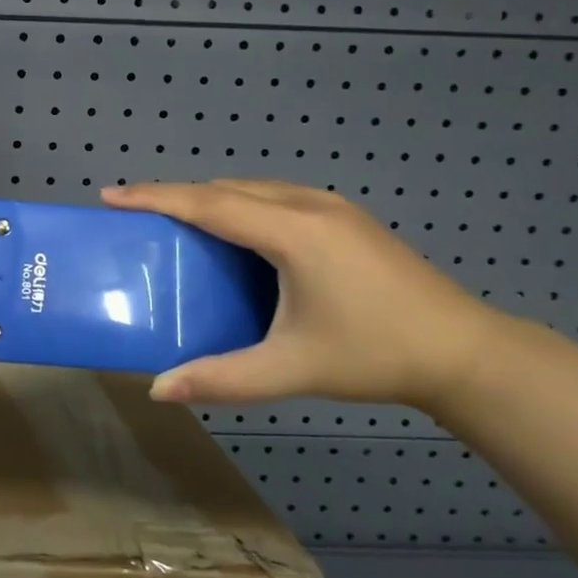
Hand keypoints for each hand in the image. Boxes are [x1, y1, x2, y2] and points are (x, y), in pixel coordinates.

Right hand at [102, 179, 512, 411]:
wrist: (466, 352)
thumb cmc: (376, 355)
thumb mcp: (294, 369)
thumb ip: (223, 378)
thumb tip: (159, 389)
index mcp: (293, 231)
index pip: (208, 203)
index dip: (155, 197)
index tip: (111, 194)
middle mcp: (309, 205)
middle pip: (225, 188)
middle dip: (175, 195)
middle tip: (134, 213)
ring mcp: (331, 206)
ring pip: (251, 189)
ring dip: (208, 199)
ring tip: (174, 221)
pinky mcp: (344, 217)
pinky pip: (273, 197)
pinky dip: (237, 206)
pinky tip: (232, 234)